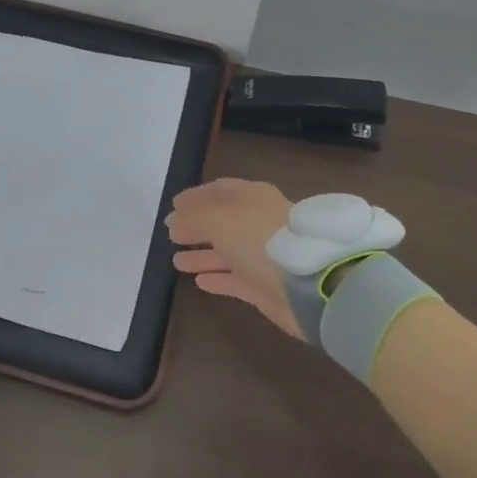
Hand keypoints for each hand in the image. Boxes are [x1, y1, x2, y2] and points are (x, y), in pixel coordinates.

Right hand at [166, 178, 299, 336]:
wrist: (305, 283)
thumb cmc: (258, 239)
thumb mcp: (217, 219)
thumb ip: (191, 218)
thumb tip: (173, 223)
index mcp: (251, 197)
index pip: (218, 191)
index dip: (194, 197)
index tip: (173, 206)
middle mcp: (257, 223)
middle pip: (221, 222)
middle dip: (196, 227)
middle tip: (171, 235)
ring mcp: (262, 255)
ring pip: (226, 252)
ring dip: (202, 255)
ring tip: (176, 261)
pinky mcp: (265, 286)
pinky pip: (235, 279)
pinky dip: (217, 279)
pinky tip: (198, 282)